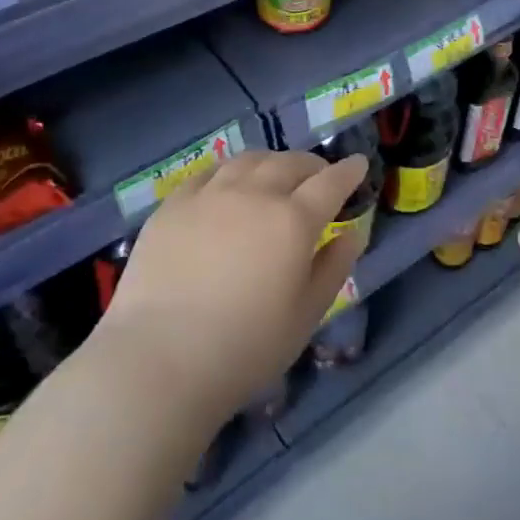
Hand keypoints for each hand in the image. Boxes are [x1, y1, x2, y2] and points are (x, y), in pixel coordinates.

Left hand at [90, 150, 365, 428]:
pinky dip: (230, 171)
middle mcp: (254, 193)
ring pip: (249, 160)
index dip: (348, 171)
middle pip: (290, 163)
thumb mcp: (305, 315)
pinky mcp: (174, 204)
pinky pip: (209, 172)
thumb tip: (353, 233)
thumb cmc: (245, 348)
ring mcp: (210, 194)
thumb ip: (333, 268)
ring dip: (271, 162)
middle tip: (319, 176)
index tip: (359, 163)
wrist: (160, 359)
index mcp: (293, 220)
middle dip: (312, 165)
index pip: (330, 182)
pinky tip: (229, 183)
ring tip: (275, 174)